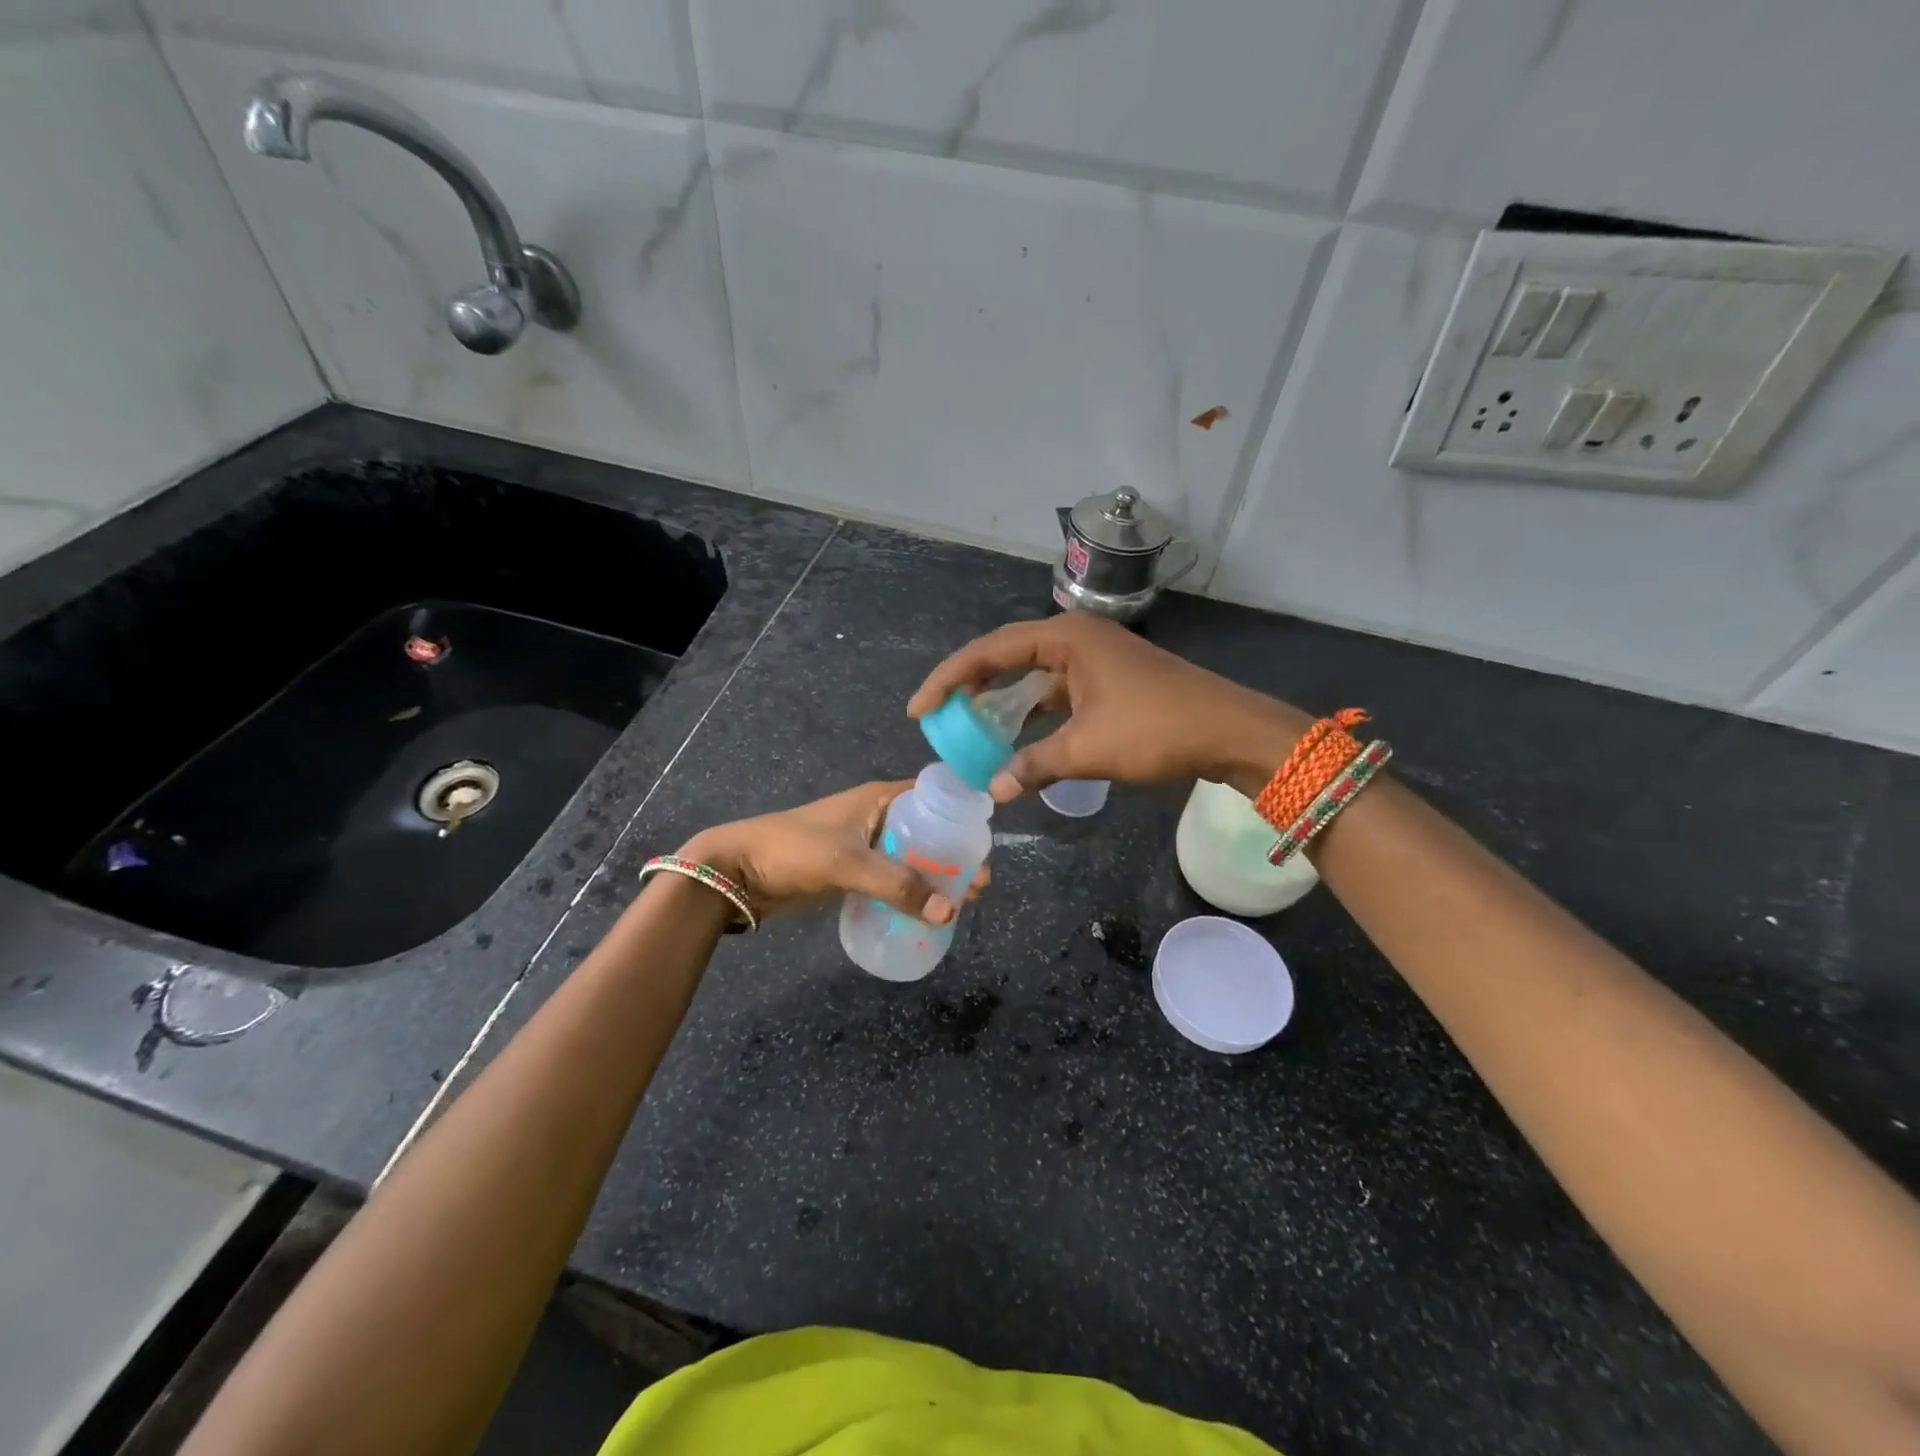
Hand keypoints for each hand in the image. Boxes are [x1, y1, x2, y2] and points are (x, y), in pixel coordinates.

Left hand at [679, 781, 990, 923]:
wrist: (739, 870)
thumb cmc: (794, 850)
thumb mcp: (848, 863)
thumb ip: (897, 886)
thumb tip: (950, 912)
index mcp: (881, 798)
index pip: (936, 797)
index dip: (963, 817)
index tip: (987, 845)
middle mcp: (879, 816)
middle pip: (930, 831)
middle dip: (955, 856)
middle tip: (980, 887)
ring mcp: (867, 844)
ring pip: (913, 857)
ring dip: (936, 877)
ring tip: (962, 904)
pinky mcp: (855, 870)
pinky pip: (894, 877)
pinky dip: (913, 891)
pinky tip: (928, 912)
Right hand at [907, 615, 1311, 801]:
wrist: (1232, 732)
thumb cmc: (1158, 729)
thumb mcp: (1088, 749)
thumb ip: (1034, 765)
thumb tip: (992, 791)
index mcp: (1067, 638)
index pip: (990, 650)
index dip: (949, 679)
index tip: (920, 709)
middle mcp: (1077, 639)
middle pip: (1007, 655)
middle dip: (970, 684)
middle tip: (940, 714)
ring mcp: (1096, 659)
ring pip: (1033, 675)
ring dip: (1002, 700)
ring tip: (970, 726)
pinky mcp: (1110, 681)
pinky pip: (1056, 691)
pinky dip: (1033, 712)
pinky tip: (1018, 737)